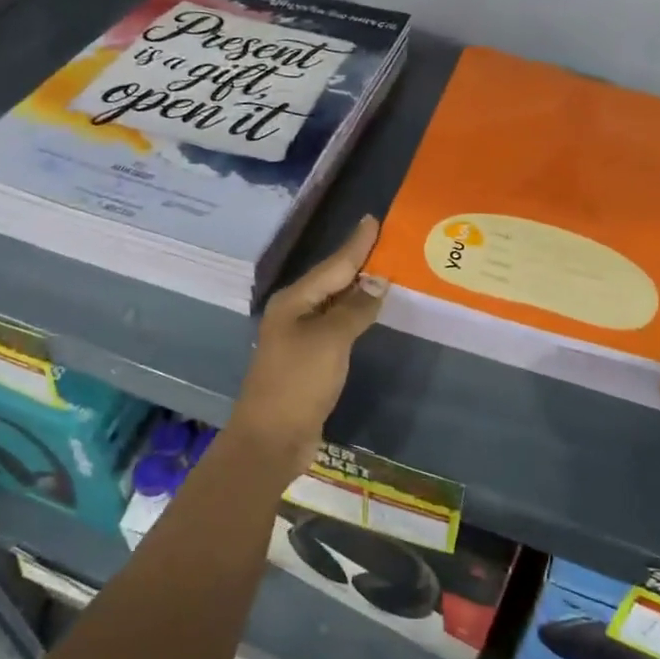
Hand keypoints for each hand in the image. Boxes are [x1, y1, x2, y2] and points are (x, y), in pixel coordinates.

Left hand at [231, 215, 386, 475]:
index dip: (356, 244)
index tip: (374, 220)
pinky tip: (369, 313)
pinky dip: (355, 316)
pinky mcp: (309, 360)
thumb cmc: (298, 382)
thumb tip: (377, 282)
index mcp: (294, 301)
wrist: (272, 438)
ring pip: (335, 303)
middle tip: (387, 242)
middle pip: (332, 280)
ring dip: (358, 289)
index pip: (333, 265)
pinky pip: (337, 327)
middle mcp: (295, 312)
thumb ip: (354, 309)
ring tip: (386, 272)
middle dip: (359, 262)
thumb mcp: (330, 340)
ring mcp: (300, 337)